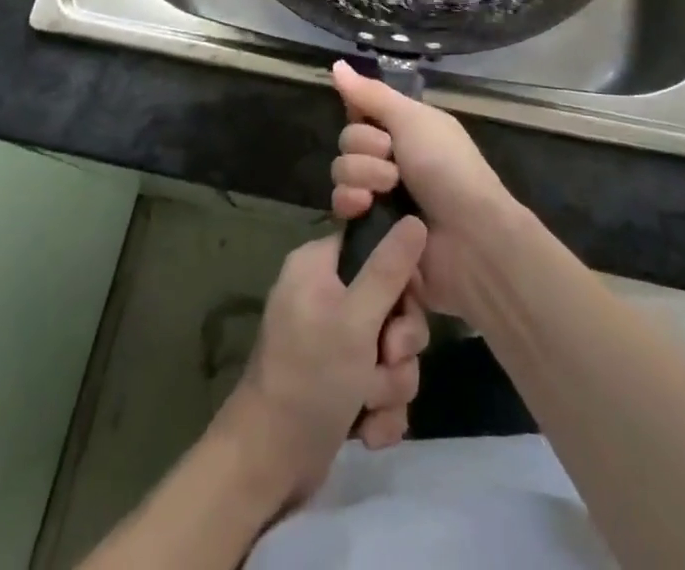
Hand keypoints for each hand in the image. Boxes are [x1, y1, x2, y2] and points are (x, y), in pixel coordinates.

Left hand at [219, 220, 430, 506]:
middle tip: (388, 359)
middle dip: (399, 342)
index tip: (409, 298)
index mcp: (318, 265)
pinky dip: (381, 409)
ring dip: (390, 381)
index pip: (373, 244)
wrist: (269, 466)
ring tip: (368, 403)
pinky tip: (367, 430)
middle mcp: (326, 296)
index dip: (400, 272)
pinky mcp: (342, 383)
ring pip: (392, 347)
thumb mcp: (355, 319)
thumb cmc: (309, 377)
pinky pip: (382, 382)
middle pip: (391, 300)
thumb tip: (415, 219)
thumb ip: (388, 269)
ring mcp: (334, 342)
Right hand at [330, 60, 520, 323]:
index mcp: (405, 129)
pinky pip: (340, 206)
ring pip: (341, 171)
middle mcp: (390, 158)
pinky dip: (351, 203)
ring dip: (362, 175)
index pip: (361, 111)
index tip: (371, 118)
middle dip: (365, 147)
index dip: (360, 113)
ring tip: (388, 189)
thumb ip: (371, 94)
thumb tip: (336, 64)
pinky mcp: (368, 228)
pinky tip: (366, 207)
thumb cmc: (446, 167)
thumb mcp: (412, 119)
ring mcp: (379, 195)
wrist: (468, 237)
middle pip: (347, 140)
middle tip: (393, 159)